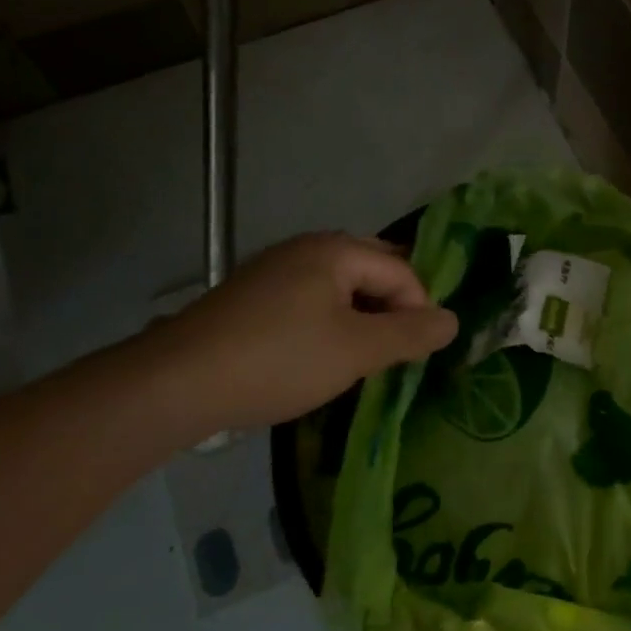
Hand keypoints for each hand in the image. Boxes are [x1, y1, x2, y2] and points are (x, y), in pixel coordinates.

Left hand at [138, 232, 457, 445]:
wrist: (177, 383)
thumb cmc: (279, 359)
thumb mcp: (356, 350)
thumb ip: (410, 334)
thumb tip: (453, 321)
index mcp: (336, 249)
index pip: (402, 271)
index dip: (418, 311)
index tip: (415, 356)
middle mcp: (306, 248)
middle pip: (372, 271)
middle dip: (390, 311)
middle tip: (394, 354)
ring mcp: (274, 270)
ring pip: (339, 289)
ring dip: (360, 320)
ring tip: (359, 360)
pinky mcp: (251, 297)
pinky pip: (309, 301)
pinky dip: (327, 325)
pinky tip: (317, 358)